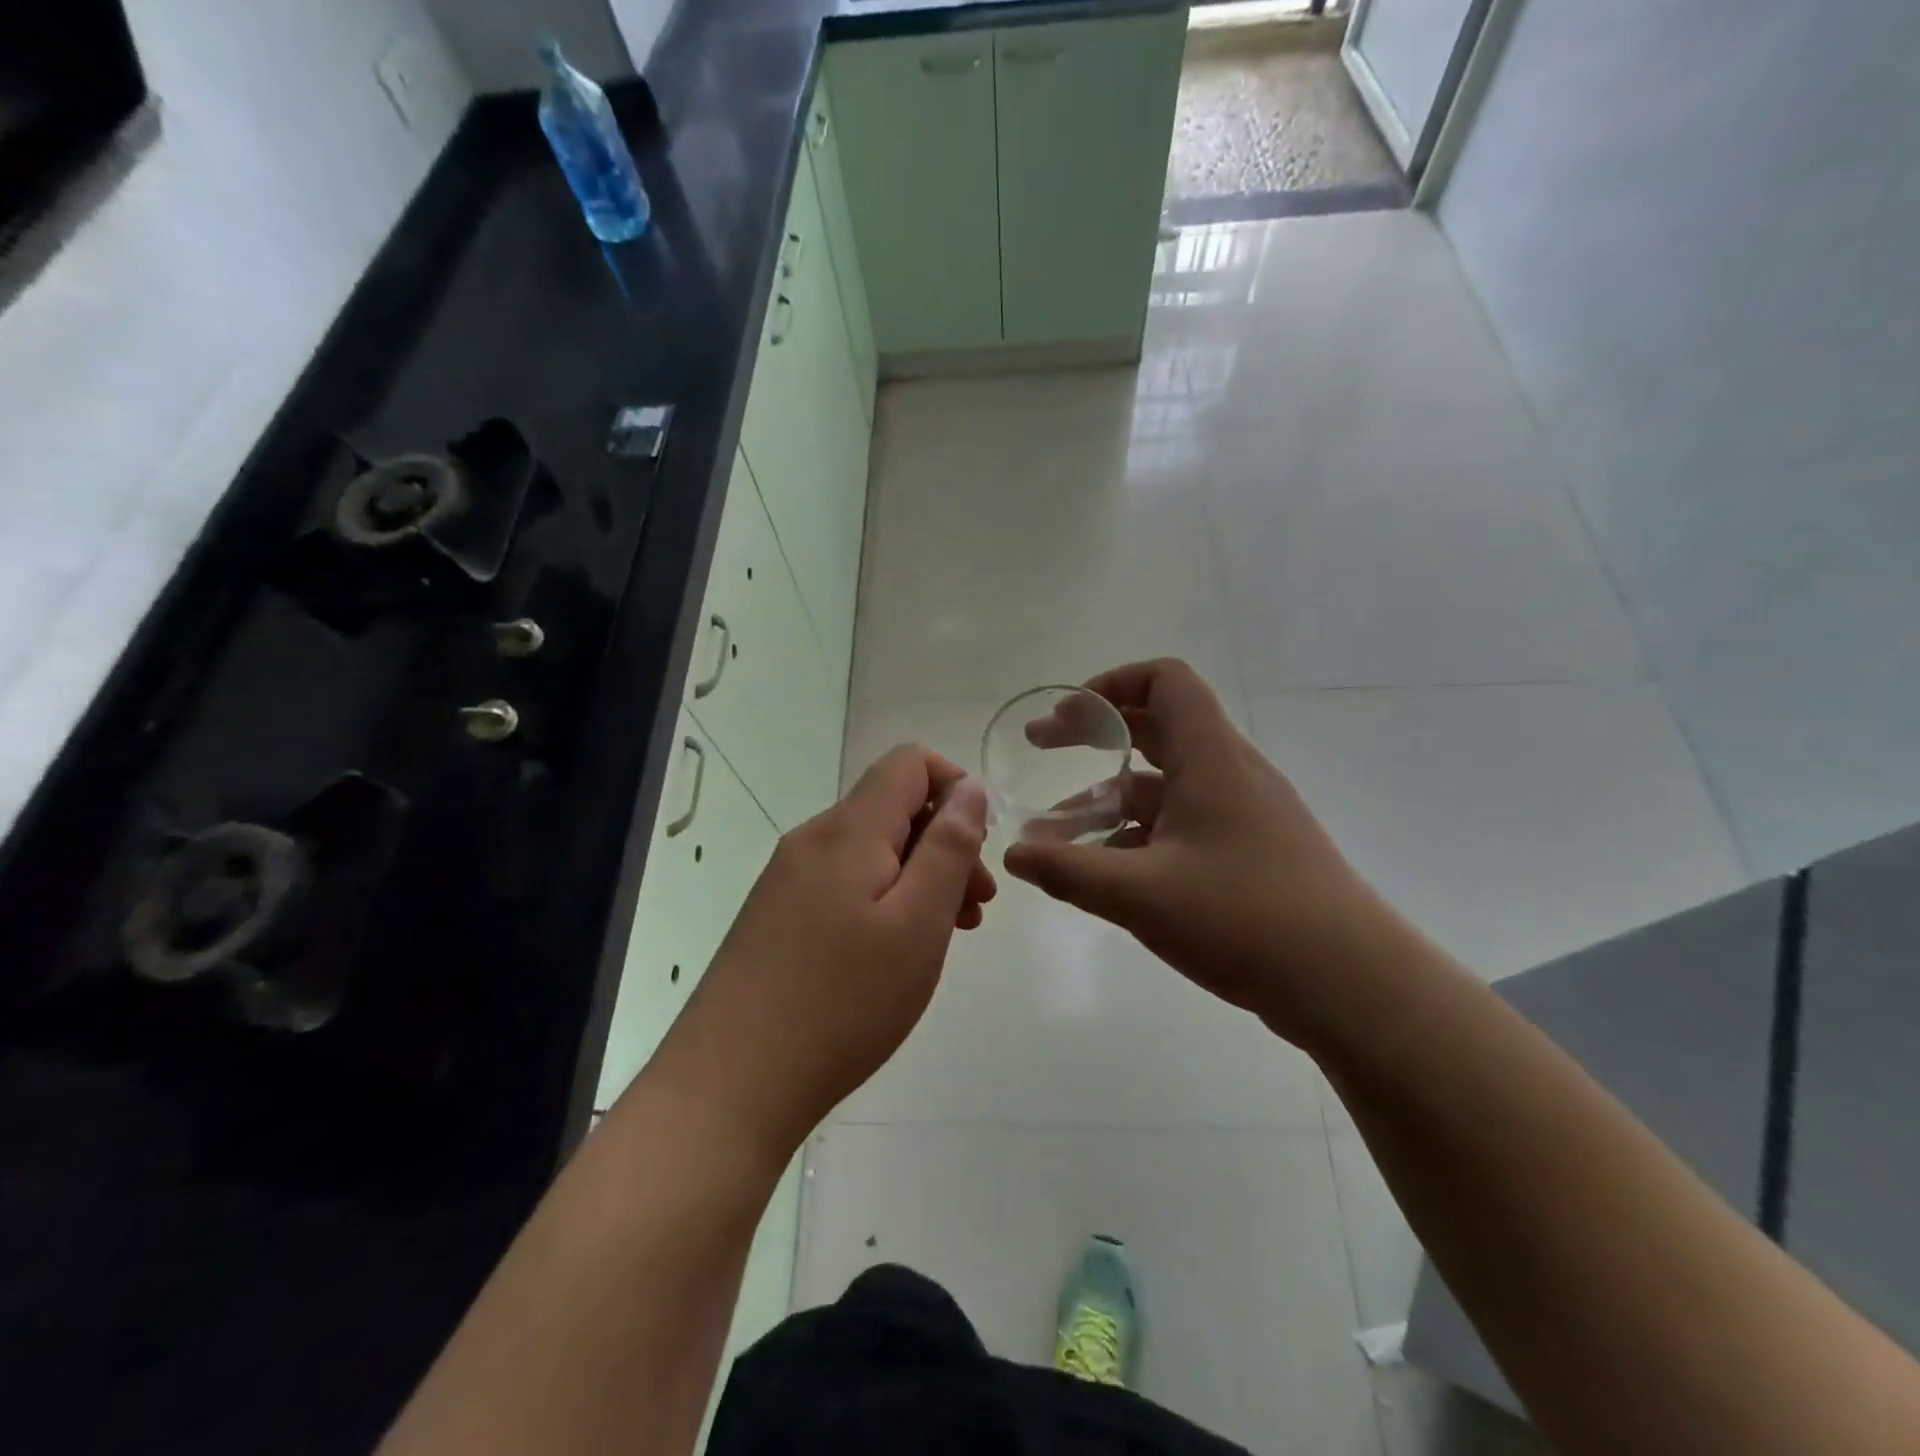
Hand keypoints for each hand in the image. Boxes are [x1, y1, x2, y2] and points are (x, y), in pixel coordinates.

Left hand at [650, 747, 993, 1157]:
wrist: (730, 1082)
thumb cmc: (842, 1001)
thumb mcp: (918, 922)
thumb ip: (949, 847)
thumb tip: (969, 788)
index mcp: (848, 830)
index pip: (908, 763)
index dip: (955, 787)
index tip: (978, 848)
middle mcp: (813, 840)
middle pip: (892, 808)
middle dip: (944, 843)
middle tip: (975, 910)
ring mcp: (787, 878)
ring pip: (871, 850)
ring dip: (918, 876)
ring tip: (946, 936)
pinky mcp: (776, 914)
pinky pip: (844, 883)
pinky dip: (883, 900)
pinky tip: (894, 953)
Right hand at [1004, 659, 1389, 1051]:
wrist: (1350, 983)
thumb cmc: (1243, 917)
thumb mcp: (1140, 893)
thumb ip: (1068, 870)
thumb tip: (1013, 853)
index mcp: (1210, 757)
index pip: (1164, 680)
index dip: (1110, 684)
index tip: (1066, 717)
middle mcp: (1227, 772)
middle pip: (1155, 727)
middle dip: (1093, 736)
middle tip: (1041, 748)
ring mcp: (1241, 814)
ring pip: (1162, 785)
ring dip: (1106, 798)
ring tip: (1053, 834)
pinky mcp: (1247, 852)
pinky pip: (1179, 825)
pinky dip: (1135, 835)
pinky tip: (1103, 872)